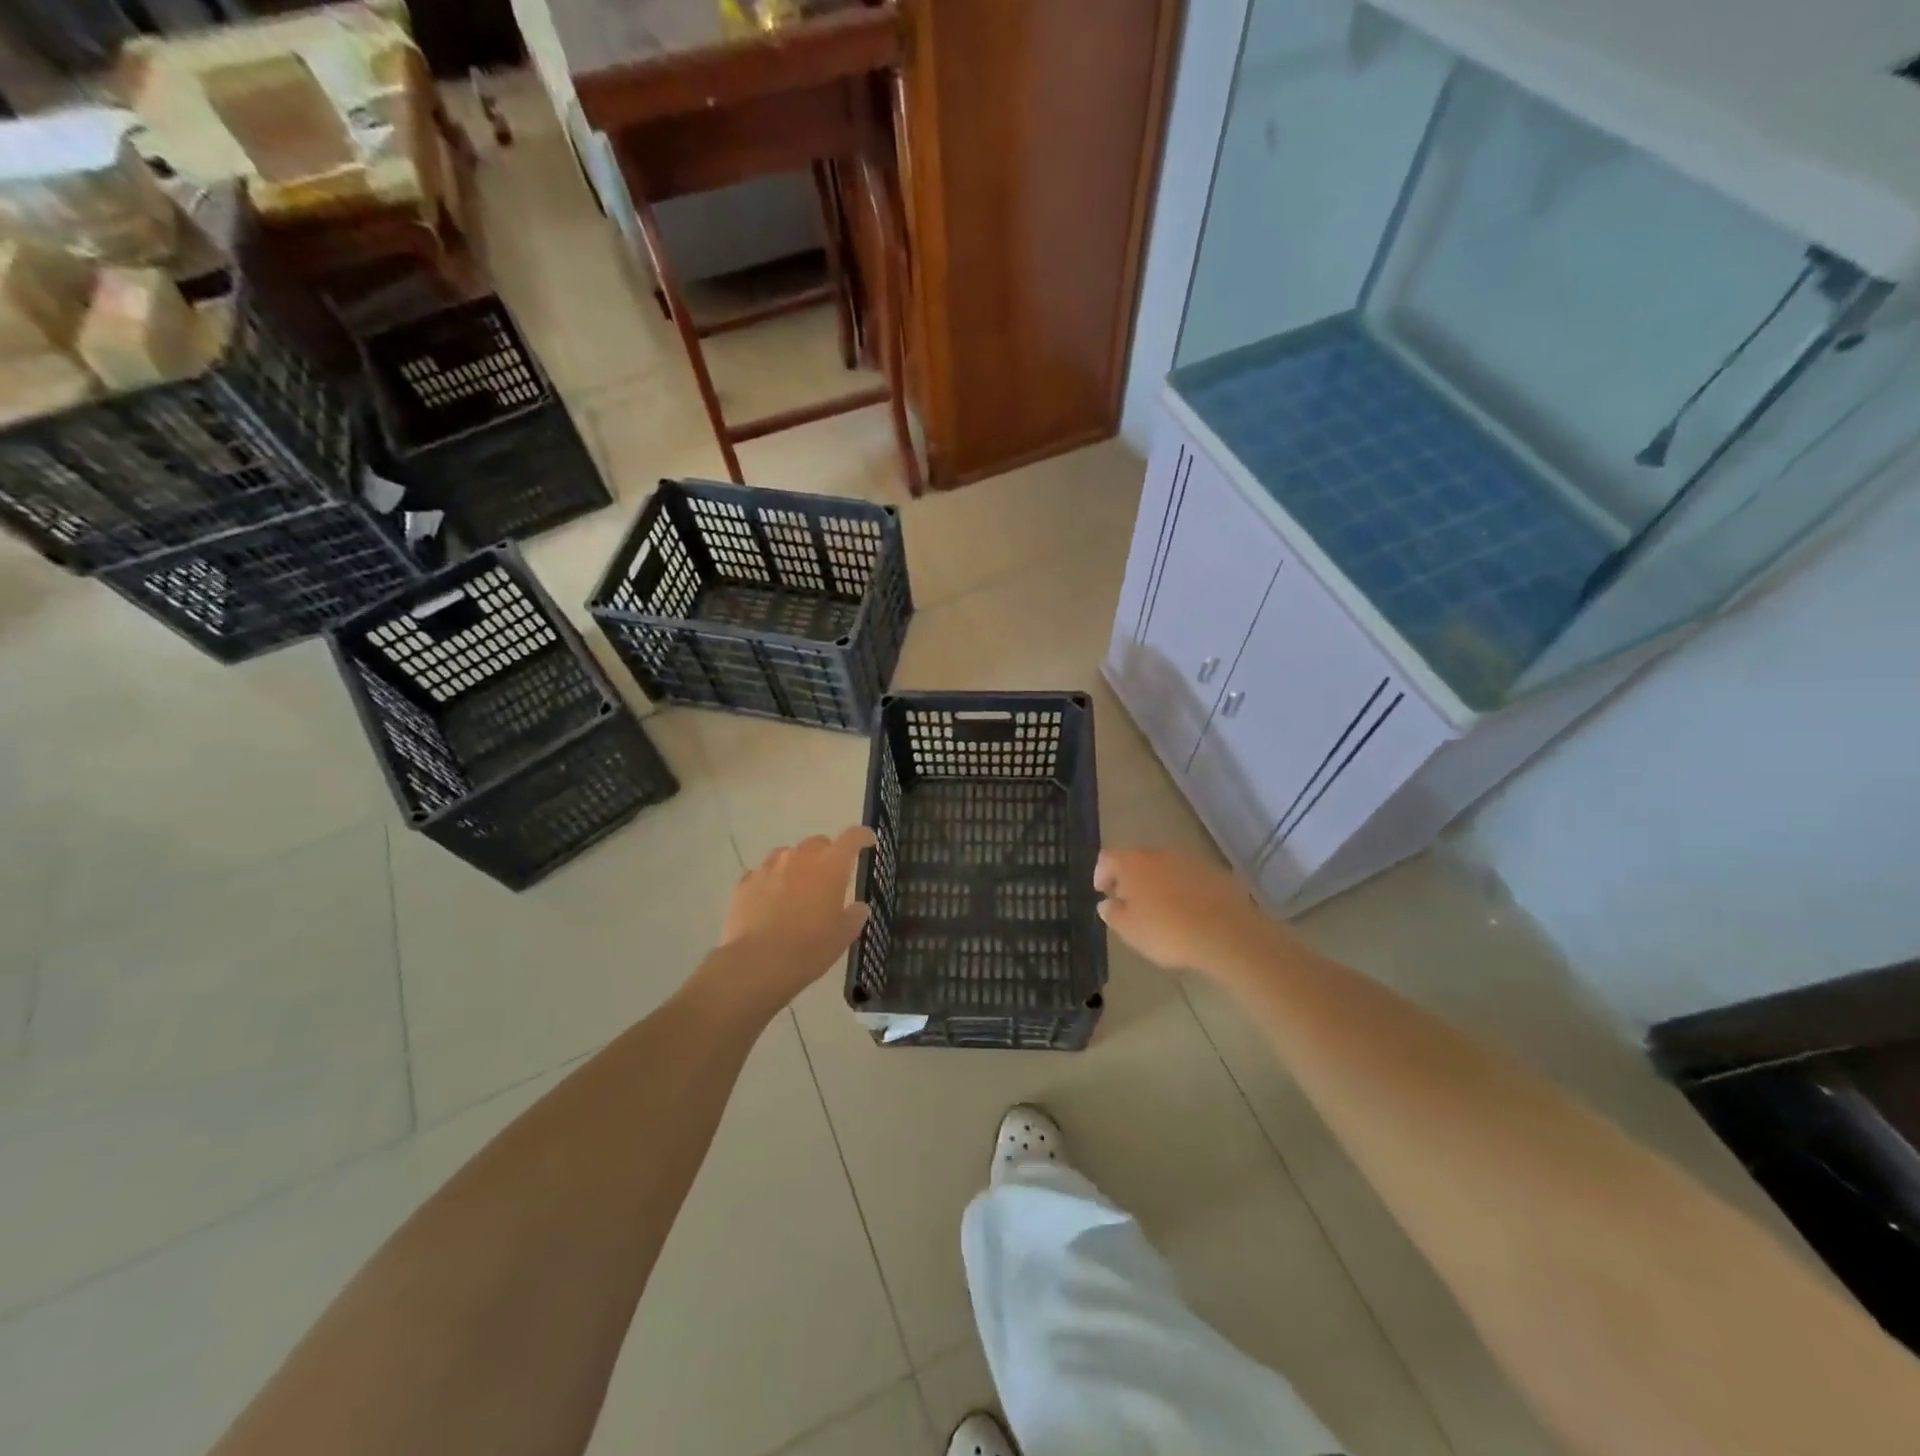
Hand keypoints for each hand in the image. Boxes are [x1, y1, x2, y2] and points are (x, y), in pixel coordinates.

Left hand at [717, 827, 875, 1009]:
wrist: (757, 963)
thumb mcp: (843, 936)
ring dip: (797, 867)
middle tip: (829, 879)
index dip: (862, 836)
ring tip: (796, 892)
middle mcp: (800, 856)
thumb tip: (858, 907)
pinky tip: (770, 904)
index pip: (852, 837)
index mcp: (831, 865)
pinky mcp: (745, 882)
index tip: (868, 842)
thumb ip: (855, 915)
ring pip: (788, 855)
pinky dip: (771, 883)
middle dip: (827, 856)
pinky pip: (763, 874)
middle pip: (818, 843)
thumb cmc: (809, 948)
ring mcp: (768, 867)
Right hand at [1094, 847, 1276, 976]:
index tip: (1103, 892)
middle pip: (1138, 860)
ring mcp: (1191, 861)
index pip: (1107, 857)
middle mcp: (1160, 854)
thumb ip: (1113, 913)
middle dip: (1131, 879)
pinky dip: (1184, 890)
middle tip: (1131, 902)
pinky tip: (1189, 912)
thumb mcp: (1129, 930)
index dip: (1101, 873)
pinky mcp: (1215, 873)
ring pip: (1166, 867)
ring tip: (1161, 909)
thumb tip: (1106, 903)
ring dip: (1159, 883)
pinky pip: (1190, 878)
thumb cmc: (1167, 931)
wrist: (1226, 934)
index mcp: (1133, 863)